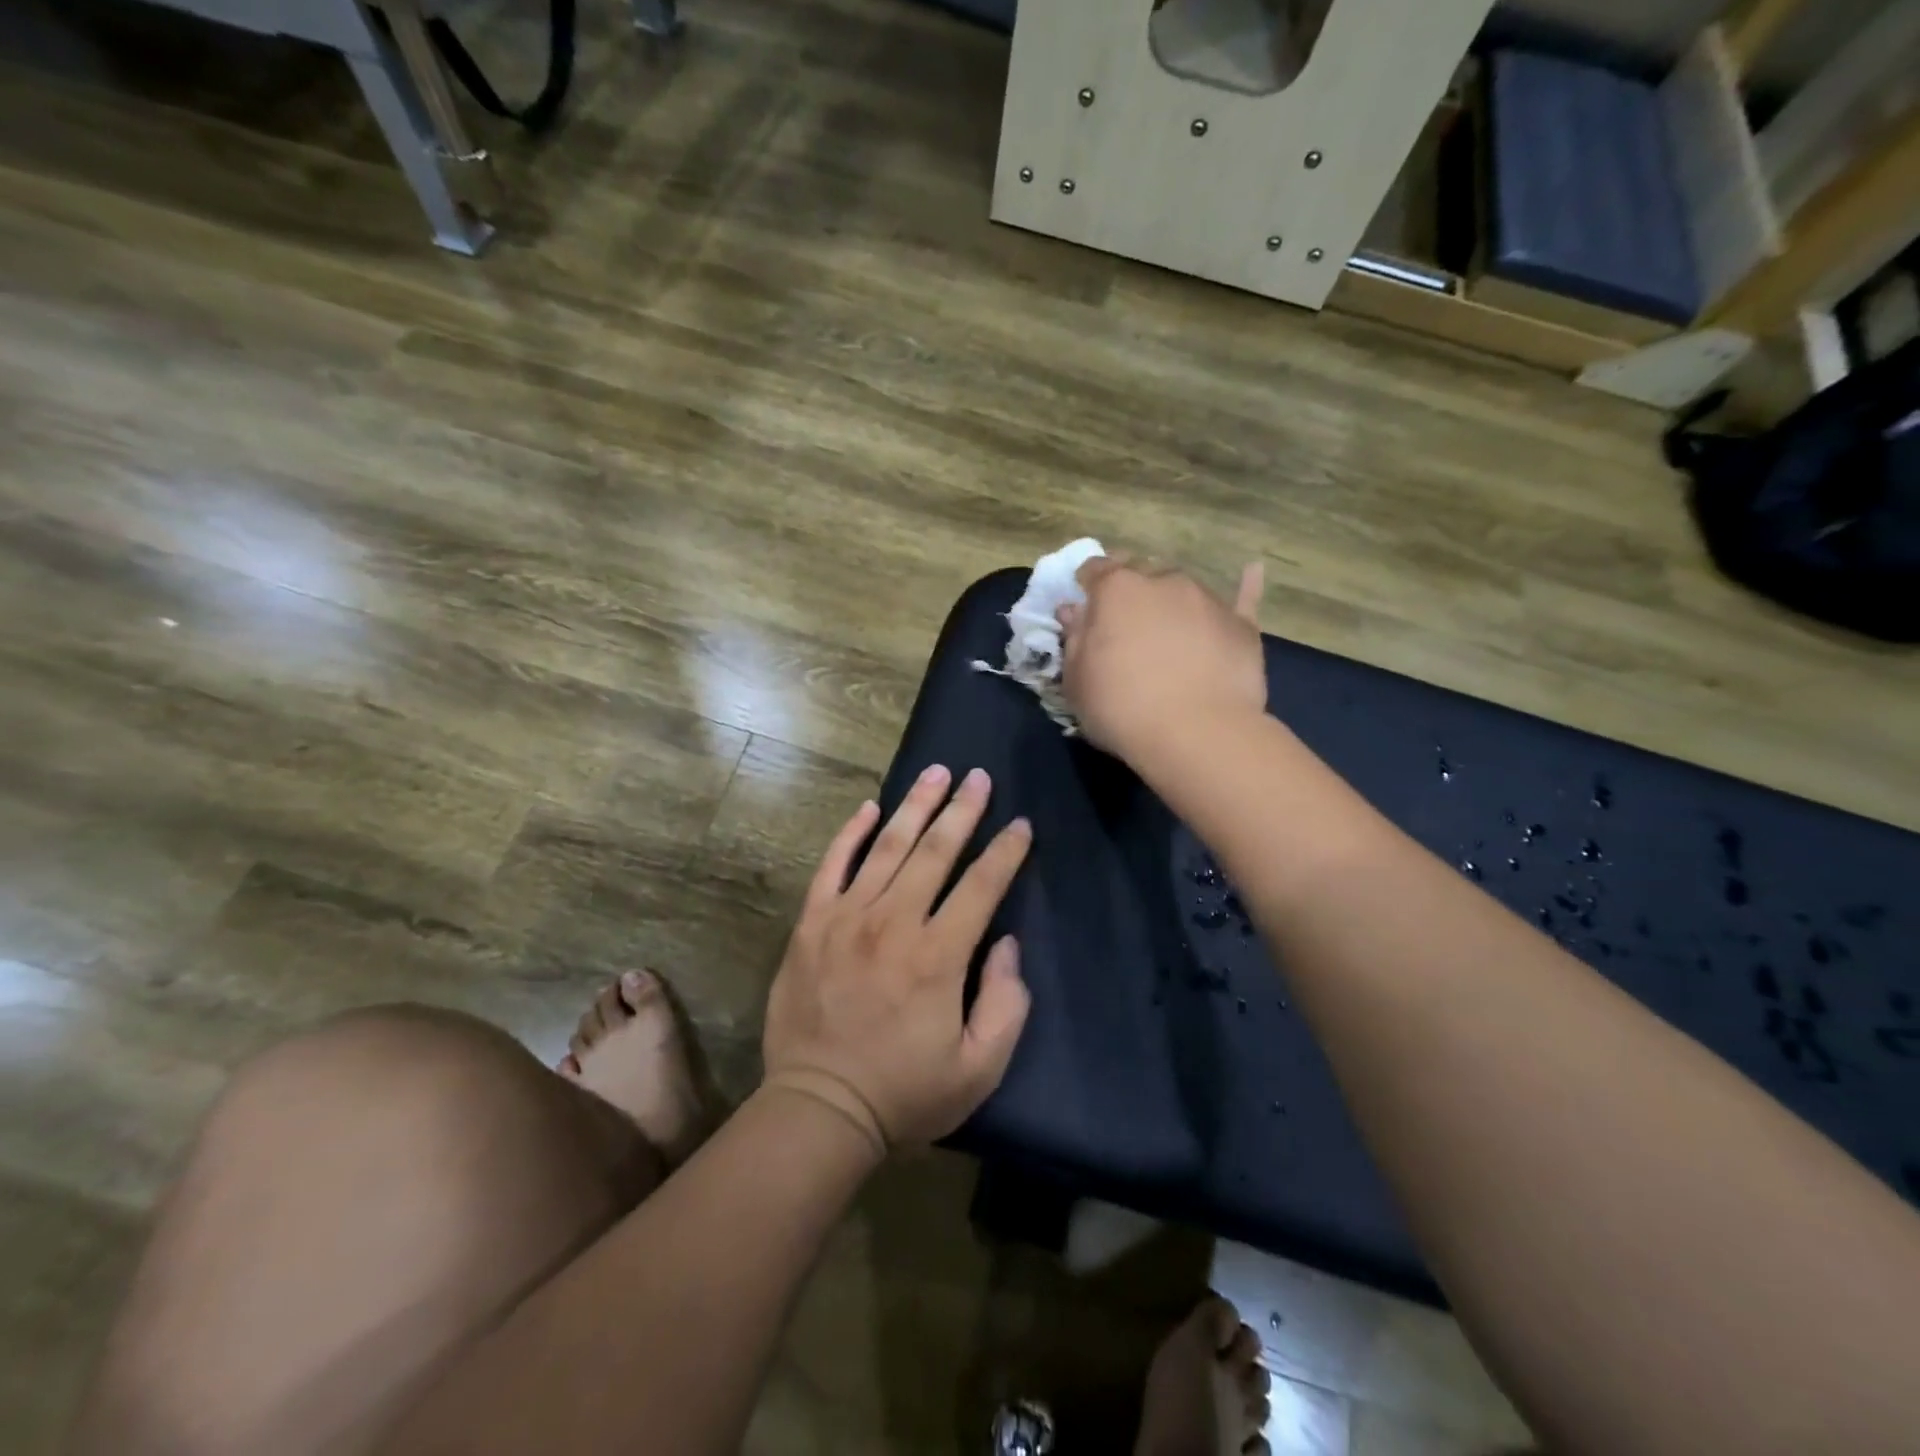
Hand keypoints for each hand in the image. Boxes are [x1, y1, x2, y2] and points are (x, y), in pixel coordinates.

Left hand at [761, 765, 1033, 1154]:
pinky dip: (851, 834)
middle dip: (963, 810)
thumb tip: (1006, 944)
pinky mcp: (811, 925)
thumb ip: (1006, 1003)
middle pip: (935, 851)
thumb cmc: (905, 1093)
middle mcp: (893, 923)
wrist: (819, 1109)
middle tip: (979, 777)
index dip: (1006, 852)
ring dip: (916, 806)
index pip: (982, 886)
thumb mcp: (978, 1068)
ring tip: (936, 773)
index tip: (1020, 825)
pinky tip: (869, 808)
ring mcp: (846, 919)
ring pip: (887, 847)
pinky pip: (832, 866)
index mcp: (938, 956)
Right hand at [1058, 557, 1266, 761]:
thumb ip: (1075, 639)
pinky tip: (1252, 571)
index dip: (1087, 585)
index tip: (1085, 606)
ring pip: (1182, 587)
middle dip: (1130, 588)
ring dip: (1170, 599)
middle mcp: (1163, 581)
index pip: (1095, 569)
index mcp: (1116, 589)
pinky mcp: (1241, 624)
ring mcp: (1206, 599)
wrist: (1196, 733)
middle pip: (1141, 571)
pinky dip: (1244, 585)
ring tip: (1168, 627)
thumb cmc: (1121, 707)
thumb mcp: (1077, 680)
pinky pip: (1243, 596)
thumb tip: (1074, 611)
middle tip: (1124, 621)